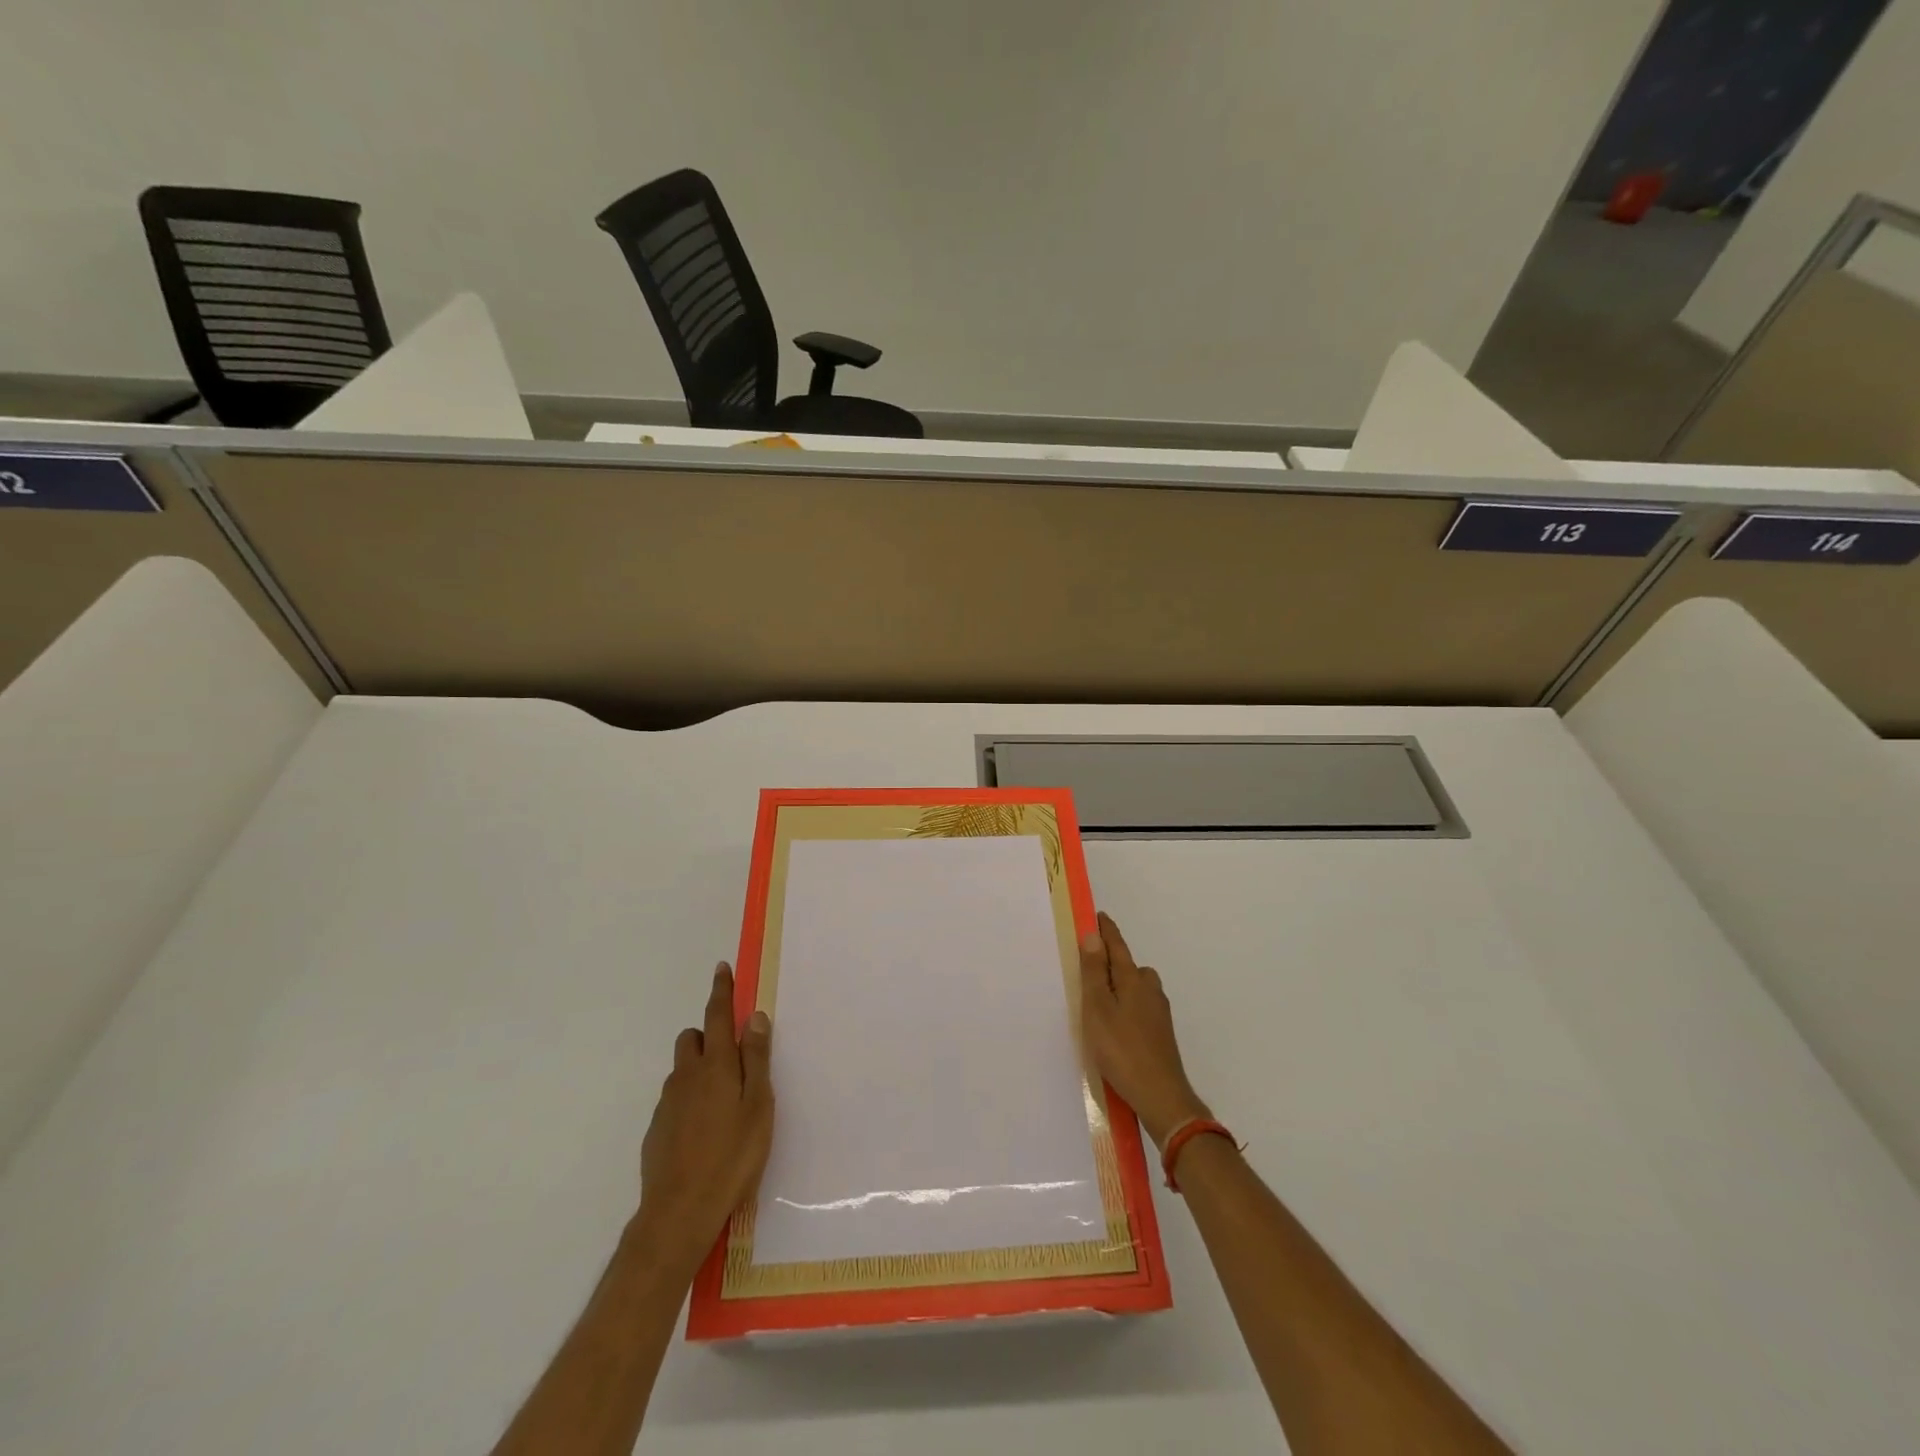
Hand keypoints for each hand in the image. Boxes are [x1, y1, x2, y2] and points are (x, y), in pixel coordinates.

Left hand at [634, 963, 773, 1276]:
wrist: (679, 1212)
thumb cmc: (732, 1155)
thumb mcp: (758, 1105)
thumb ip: (757, 1059)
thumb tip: (754, 1016)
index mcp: (716, 1065)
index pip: (718, 1016)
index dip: (721, 991)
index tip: (721, 969)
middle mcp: (687, 1076)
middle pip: (693, 1038)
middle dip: (710, 1034)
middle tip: (733, 1058)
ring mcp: (668, 1102)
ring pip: (683, 1069)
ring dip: (699, 1068)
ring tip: (723, 1100)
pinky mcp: (657, 1128)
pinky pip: (675, 1098)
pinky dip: (689, 1098)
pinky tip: (704, 1130)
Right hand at [1079, 912, 1210, 1149]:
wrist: (1161, 1096)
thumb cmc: (1122, 1050)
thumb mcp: (1098, 1009)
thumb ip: (1094, 973)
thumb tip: (1093, 936)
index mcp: (1133, 980)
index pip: (1117, 947)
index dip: (1106, 931)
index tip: (1098, 916)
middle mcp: (1150, 990)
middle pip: (1129, 966)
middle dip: (1112, 960)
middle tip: (1090, 963)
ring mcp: (1159, 1013)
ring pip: (1137, 988)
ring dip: (1120, 985)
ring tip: (1099, 998)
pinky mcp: (1161, 1033)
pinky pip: (1140, 1006)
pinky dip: (1126, 1005)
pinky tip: (1116, 1024)